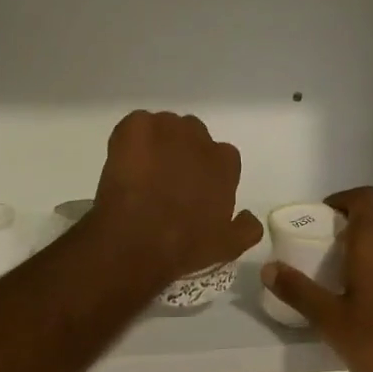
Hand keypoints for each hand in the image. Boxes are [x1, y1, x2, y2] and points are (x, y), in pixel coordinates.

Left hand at [91, 111, 261, 286]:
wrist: (136, 243)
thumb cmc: (184, 247)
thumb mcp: (227, 247)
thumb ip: (246, 228)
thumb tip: (250, 215)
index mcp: (224, 162)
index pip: (221, 156)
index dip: (205, 172)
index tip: (192, 190)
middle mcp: (200, 138)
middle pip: (192, 136)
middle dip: (181, 152)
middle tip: (164, 180)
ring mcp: (167, 128)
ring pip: (164, 127)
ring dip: (156, 143)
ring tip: (140, 172)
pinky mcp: (136, 127)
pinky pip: (136, 124)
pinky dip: (130, 138)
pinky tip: (123, 162)